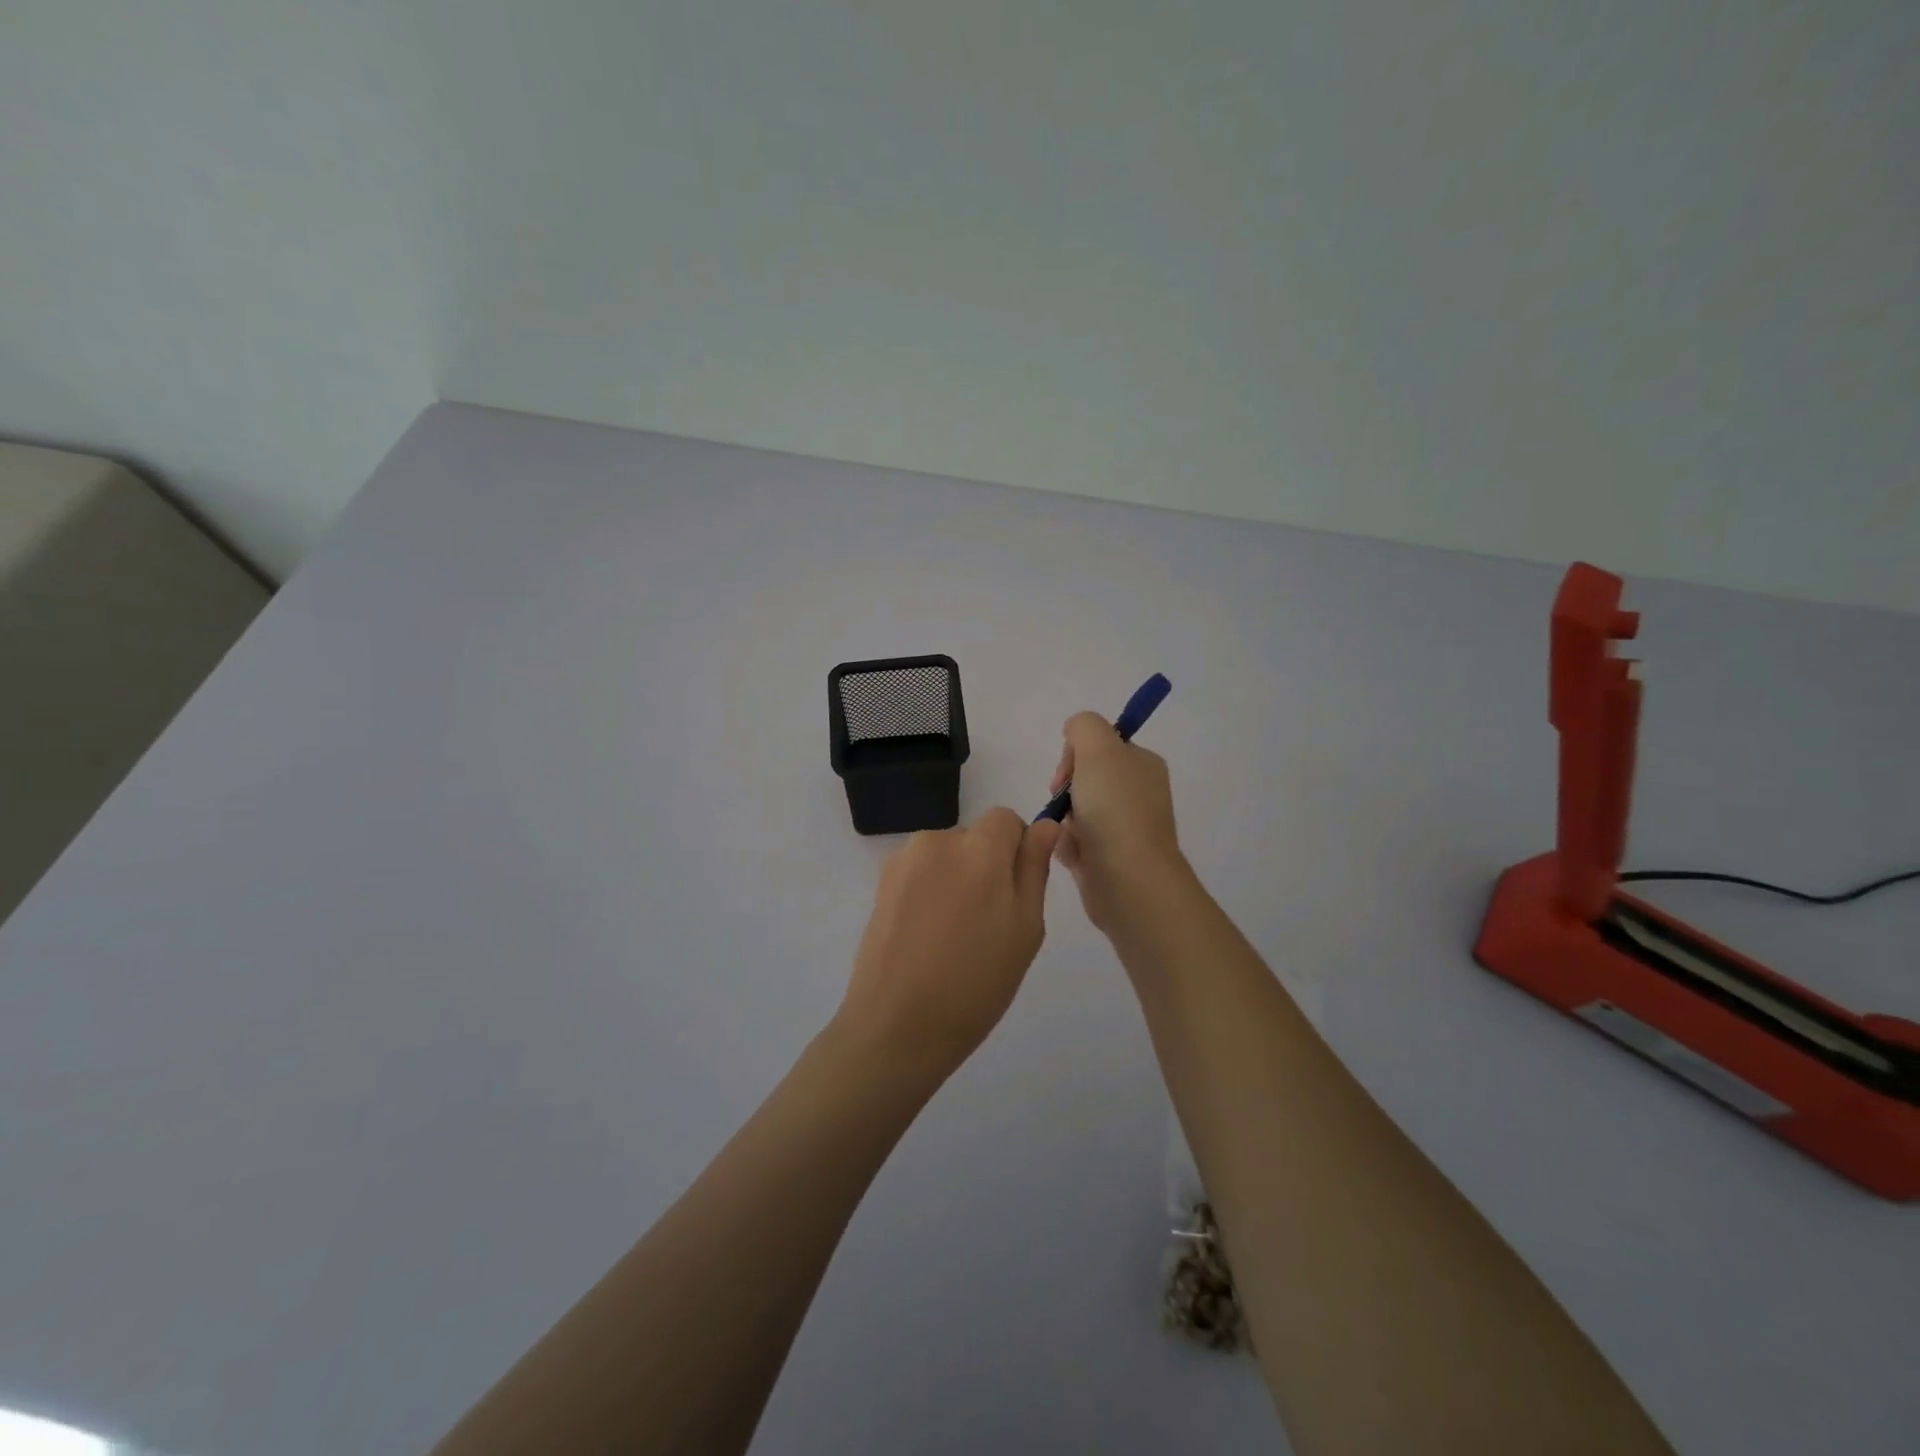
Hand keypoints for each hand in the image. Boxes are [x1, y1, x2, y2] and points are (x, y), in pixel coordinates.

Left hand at [837, 808, 1060, 1078]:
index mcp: (979, 849)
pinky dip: (929, 891)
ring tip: (952, 935)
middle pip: (974, 838)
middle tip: (985, 924)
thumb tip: (1045, 825)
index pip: (1006, 819)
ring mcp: (903, 860)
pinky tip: (925, 936)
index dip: (1016, 850)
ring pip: (946, 855)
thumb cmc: (976, 983)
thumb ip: (1034, 868)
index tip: (1014, 893)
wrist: (897, 1025)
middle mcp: (938, 840)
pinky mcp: (881, 882)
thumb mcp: (1025, 929)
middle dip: (985, 866)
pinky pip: (920, 872)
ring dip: (955, 878)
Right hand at [1050, 712, 1186, 932]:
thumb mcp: (1099, 748)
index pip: (1099, 745)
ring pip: (1075, 811)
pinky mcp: (1109, 857)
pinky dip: (1067, 847)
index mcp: (1142, 764)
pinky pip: (1074, 842)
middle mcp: (1137, 792)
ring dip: (1063, 820)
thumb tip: (1074, 736)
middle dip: (1065, 790)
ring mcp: (1124, 827)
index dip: (1075, 755)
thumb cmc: (1114, 809)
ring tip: (1069, 836)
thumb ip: (1084, 726)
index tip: (1067, 774)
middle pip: (1083, 778)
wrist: (1129, 880)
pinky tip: (1073, 856)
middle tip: (1064, 802)